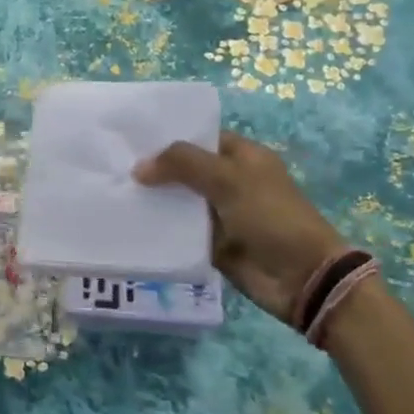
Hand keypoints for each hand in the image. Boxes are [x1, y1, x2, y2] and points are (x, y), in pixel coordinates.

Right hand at [133, 132, 347, 319]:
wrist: (301, 277)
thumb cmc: (270, 215)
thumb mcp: (228, 179)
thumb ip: (182, 164)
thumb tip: (138, 167)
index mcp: (242, 156)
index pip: (200, 138)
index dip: (169, 137)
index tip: (131, 139)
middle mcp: (230, 181)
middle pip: (185, 170)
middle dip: (155, 169)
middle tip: (113, 166)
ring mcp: (221, 214)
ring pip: (180, 201)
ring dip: (154, 200)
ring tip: (114, 192)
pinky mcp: (213, 244)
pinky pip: (181, 232)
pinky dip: (161, 229)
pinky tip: (130, 223)